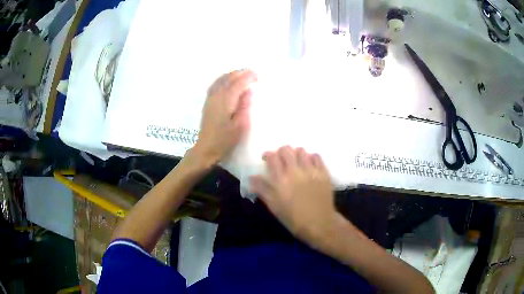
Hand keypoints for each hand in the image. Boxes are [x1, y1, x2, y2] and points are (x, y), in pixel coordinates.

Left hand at [192, 70, 256, 164]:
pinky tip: (227, 80)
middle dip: (240, 73)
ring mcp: (210, 98)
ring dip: (232, 74)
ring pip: (220, 80)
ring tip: (242, 73)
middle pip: (228, 79)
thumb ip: (244, 107)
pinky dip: (223, 79)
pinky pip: (215, 84)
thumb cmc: (225, 140)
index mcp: (225, 101)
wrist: (206, 148)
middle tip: (252, 72)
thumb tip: (248, 92)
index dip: (247, 77)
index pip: (237, 84)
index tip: (257, 75)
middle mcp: (216, 96)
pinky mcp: (208, 102)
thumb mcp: (240, 126)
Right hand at [249, 146, 338, 247]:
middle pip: (286, 149)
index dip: (267, 155)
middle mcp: (295, 171)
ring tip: (295, 162)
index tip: (266, 160)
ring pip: (301, 150)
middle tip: (281, 161)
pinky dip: (311, 158)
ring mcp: (311, 170)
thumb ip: (262, 189)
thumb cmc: (293, 217)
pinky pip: (316, 156)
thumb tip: (251, 177)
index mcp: (280, 180)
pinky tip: (309, 165)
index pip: (272, 157)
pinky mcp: (323, 173)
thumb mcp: (273, 206)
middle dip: (281, 152)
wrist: (319, 224)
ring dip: (295, 154)